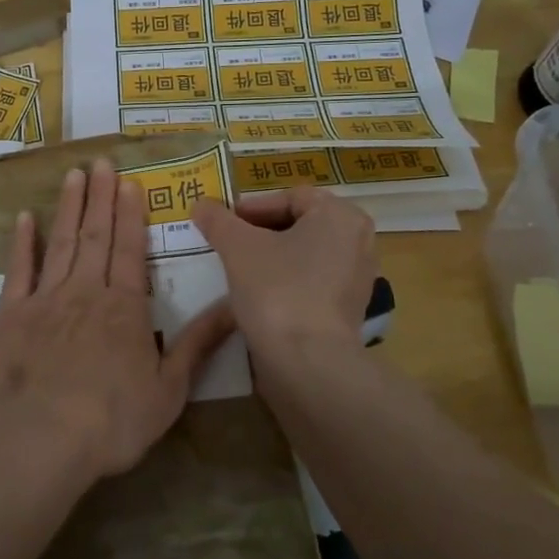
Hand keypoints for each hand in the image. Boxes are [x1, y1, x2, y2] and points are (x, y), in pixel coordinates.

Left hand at [0, 161, 234, 480]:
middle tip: (101, 161)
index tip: (129, 182)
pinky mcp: (12, 314)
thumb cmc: (113, 418)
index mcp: (125, 307)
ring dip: (68, 206)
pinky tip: (24, 218)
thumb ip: (199, 343)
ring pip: (61, 242)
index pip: (131, 249)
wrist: (42, 436)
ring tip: (73, 175)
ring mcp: (46, 299)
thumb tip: (236, 307)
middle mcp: (86, 291)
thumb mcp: (170, 388)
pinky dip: (22, 243)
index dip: (131, 214)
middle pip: (96, 235)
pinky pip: (19, 270)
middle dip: (101, 197)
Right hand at [193, 188, 375, 357]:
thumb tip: (200, 204)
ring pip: (305, 255)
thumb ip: (218, 220)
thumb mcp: (237, 248)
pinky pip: (312, 282)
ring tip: (239, 269)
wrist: (307, 361)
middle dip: (260, 232)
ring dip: (272, 257)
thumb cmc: (277, 290)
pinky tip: (259, 295)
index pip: (289, 198)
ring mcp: (357, 277)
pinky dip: (286, 282)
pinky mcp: (349, 309)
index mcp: (340, 215)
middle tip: (227, 243)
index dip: (251, 207)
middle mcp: (358, 240)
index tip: (223, 223)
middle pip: (299, 224)